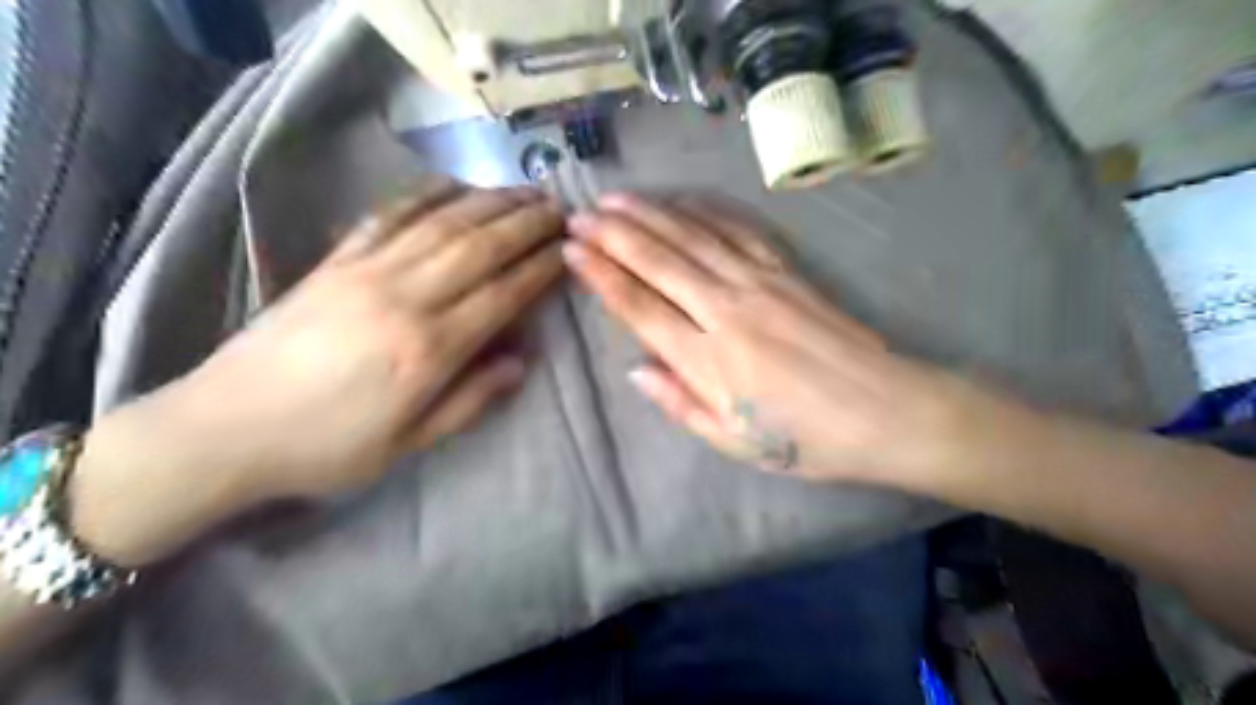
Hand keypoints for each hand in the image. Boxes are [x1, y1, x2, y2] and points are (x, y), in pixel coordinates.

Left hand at [65, 178, 560, 563]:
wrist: (226, 427)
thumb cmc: (328, 447)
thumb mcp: (410, 443)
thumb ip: (471, 400)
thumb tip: (521, 361)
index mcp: (429, 349)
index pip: (502, 295)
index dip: (539, 269)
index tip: (567, 249)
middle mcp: (404, 298)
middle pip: (479, 247)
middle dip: (525, 223)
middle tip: (559, 207)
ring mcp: (366, 271)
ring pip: (442, 224)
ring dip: (489, 202)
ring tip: (523, 190)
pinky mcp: (335, 261)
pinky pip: (388, 216)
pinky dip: (425, 195)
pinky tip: (453, 184)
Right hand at [564, 194, 964, 484]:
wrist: (886, 411)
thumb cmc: (807, 439)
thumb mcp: (735, 442)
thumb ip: (680, 403)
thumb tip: (636, 369)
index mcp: (709, 359)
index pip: (640, 307)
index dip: (602, 276)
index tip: (572, 251)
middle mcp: (727, 310)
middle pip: (659, 262)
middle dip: (614, 235)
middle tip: (579, 214)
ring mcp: (760, 284)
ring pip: (692, 239)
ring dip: (650, 216)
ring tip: (615, 199)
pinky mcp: (787, 273)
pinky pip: (737, 234)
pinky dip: (703, 215)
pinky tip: (681, 203)